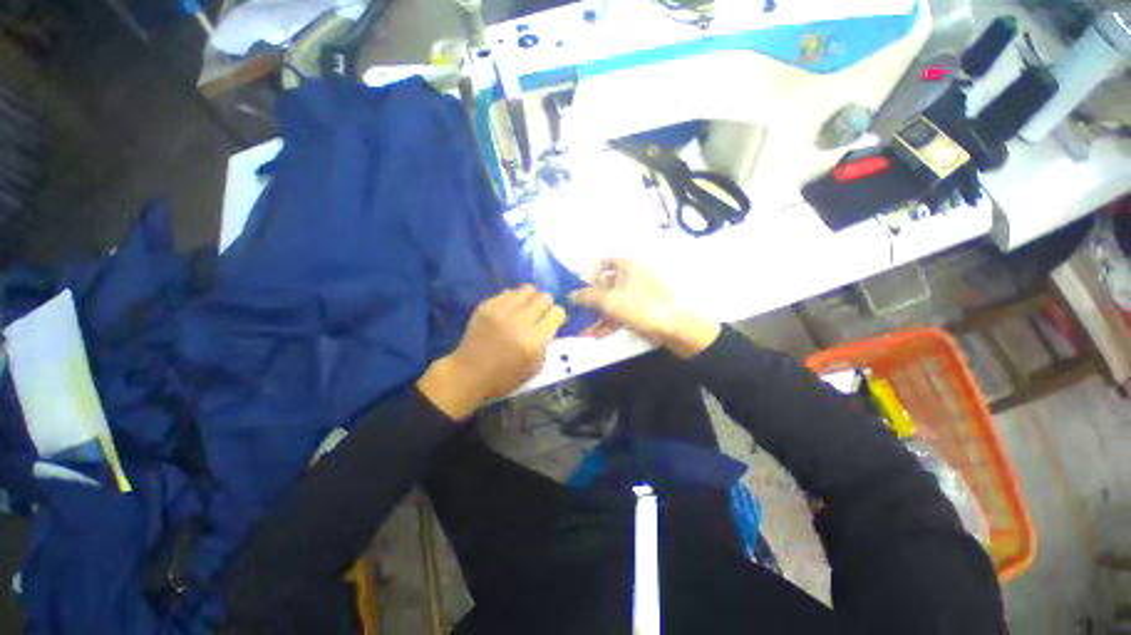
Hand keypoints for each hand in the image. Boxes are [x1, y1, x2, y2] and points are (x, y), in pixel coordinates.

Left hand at [418, 285, 565, 419]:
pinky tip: (510, 310)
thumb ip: (546, 345)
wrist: (468, 373)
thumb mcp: (534, 368)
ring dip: (531, 298)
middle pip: (544, 297)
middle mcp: (519, 321)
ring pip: (527, 289)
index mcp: (533, 340)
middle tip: (540, 314)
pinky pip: (508, 292)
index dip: (558, 317)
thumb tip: (550, 326)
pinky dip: (514, 299)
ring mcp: (500, 311)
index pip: (557, 313)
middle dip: (547, 305)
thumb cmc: (504, 377)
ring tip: (526, 309)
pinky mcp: (486, 306)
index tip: (553, 322)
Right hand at [570, 258, 719, 357]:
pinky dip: (609, 322)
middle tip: (577, 313)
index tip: (580, 288)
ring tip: (583, 331)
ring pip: (611, 301)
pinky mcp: (640, 308)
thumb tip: (569, 295)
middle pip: (605, 285)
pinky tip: (596, 335)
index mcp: (627, 264)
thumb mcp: (609, 300)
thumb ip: (587, 296)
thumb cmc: (640, 307)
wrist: (672, 328)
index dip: (589, 273)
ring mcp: (636, 293)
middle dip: (590, 302)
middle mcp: (631, 275)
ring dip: (597, 316)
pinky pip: (620, 312)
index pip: (603, 261)